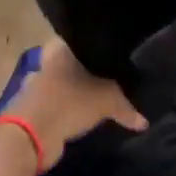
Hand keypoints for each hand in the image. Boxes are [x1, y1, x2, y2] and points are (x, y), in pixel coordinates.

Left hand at [12, 40, 145, 167]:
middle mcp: (45, 63)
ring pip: (62, 86)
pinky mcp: (32, 110)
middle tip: (108, 80)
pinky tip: (81, 118)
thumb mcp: (106, 101)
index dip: (94, 46)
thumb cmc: (68, 103)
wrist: (30, 135)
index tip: (110, 55)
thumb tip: (144, 122)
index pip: (79, 39)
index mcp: (59, 49)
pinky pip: (56, 106)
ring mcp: (36, 87)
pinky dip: (67, 112)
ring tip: (97, 102)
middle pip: (70, 64)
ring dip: (74, 94)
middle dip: (84, 73)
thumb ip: (125, 108)